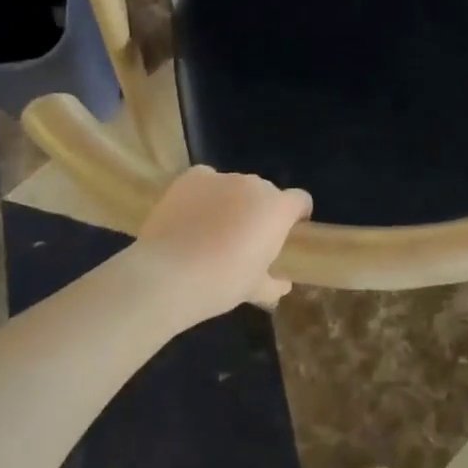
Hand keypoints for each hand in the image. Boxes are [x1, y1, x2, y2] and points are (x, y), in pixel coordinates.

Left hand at [134, 166, 311, 320]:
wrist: (167, 275)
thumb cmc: (221, 284)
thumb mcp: (255, 290)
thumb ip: (274, 283)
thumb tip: (282, 284)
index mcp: (277, 209)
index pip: (301, 200)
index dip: (297, 215)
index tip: (287, 234)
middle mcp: (254, 185)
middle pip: (267, 192)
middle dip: (261, 211)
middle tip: (246, 239)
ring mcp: (221, 178)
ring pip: (236, 186)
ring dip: (233, 202)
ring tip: (212, 229)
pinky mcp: (192, 177)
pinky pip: (206, 180)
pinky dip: (204, 193)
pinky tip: (192, 215)